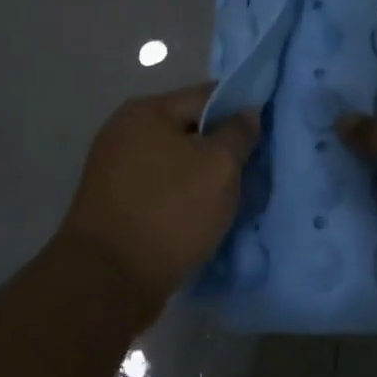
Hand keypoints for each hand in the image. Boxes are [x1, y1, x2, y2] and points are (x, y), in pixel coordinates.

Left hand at [60, 83, 259, 307]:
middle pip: (189, 129)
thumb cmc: (170, 212)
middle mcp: (124, 131)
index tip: (267, 132)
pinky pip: (161, 188)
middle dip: (221, 147)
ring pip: (176, 162)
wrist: (109, 280)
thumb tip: (247, 112)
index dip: (240, 110)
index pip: (207, 95)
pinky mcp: (114, 203)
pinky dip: (182, 197)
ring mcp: (114, 168)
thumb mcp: (219, 167)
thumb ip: (238, 133)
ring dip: (202, 176)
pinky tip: (203, 215)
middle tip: (252, 169)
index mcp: (146, 111)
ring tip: (232, 197)